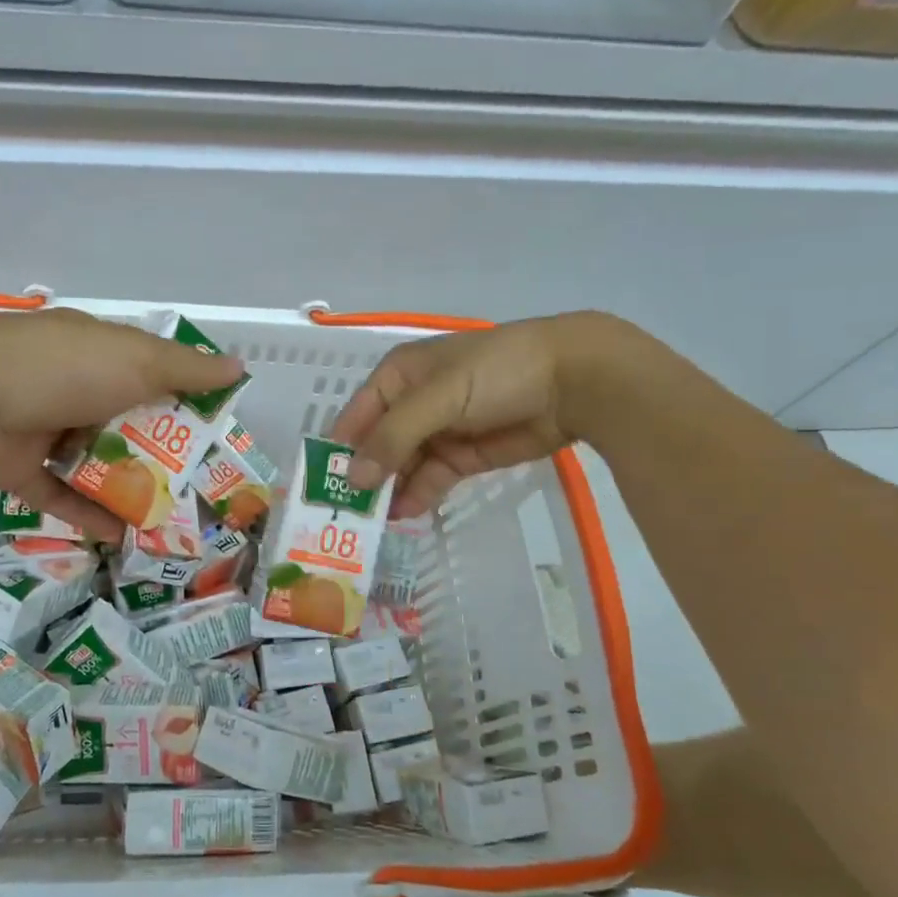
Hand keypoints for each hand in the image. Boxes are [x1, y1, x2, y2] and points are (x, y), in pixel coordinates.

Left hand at [0, 307, 242, 540]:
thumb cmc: (57, 370)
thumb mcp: (133, 360)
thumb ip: (185, 369)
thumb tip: (237, 368)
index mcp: (100, 353)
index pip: (154, 372)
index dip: (188, 399)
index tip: (220, 433)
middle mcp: (74, 387)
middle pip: (129, 421)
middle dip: (164, 452)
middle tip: (203, 488)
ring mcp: (44, 429)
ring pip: (96, 461)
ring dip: (129, 487)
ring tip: (171, 520)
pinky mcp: (19, 469)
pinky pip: (61, 496)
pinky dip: (88, 514)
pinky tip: (122, 537)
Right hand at [331, 313, 612, 517]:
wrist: (574, 380)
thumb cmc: (496, 373)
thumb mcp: (438, 397)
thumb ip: (394, 437)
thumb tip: (355, 478)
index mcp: (397, 377)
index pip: (355, 416)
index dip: (339, 450)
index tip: (323, 487)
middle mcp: (411, 404)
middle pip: (376, 446)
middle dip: (362, 477)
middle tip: (344, 515)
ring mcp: (439, 432)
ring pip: (402, 467)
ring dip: (388, 491)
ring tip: (370, 523)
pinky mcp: (464, 456)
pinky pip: (430, 479)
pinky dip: (416, 496)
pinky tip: (403, 515)